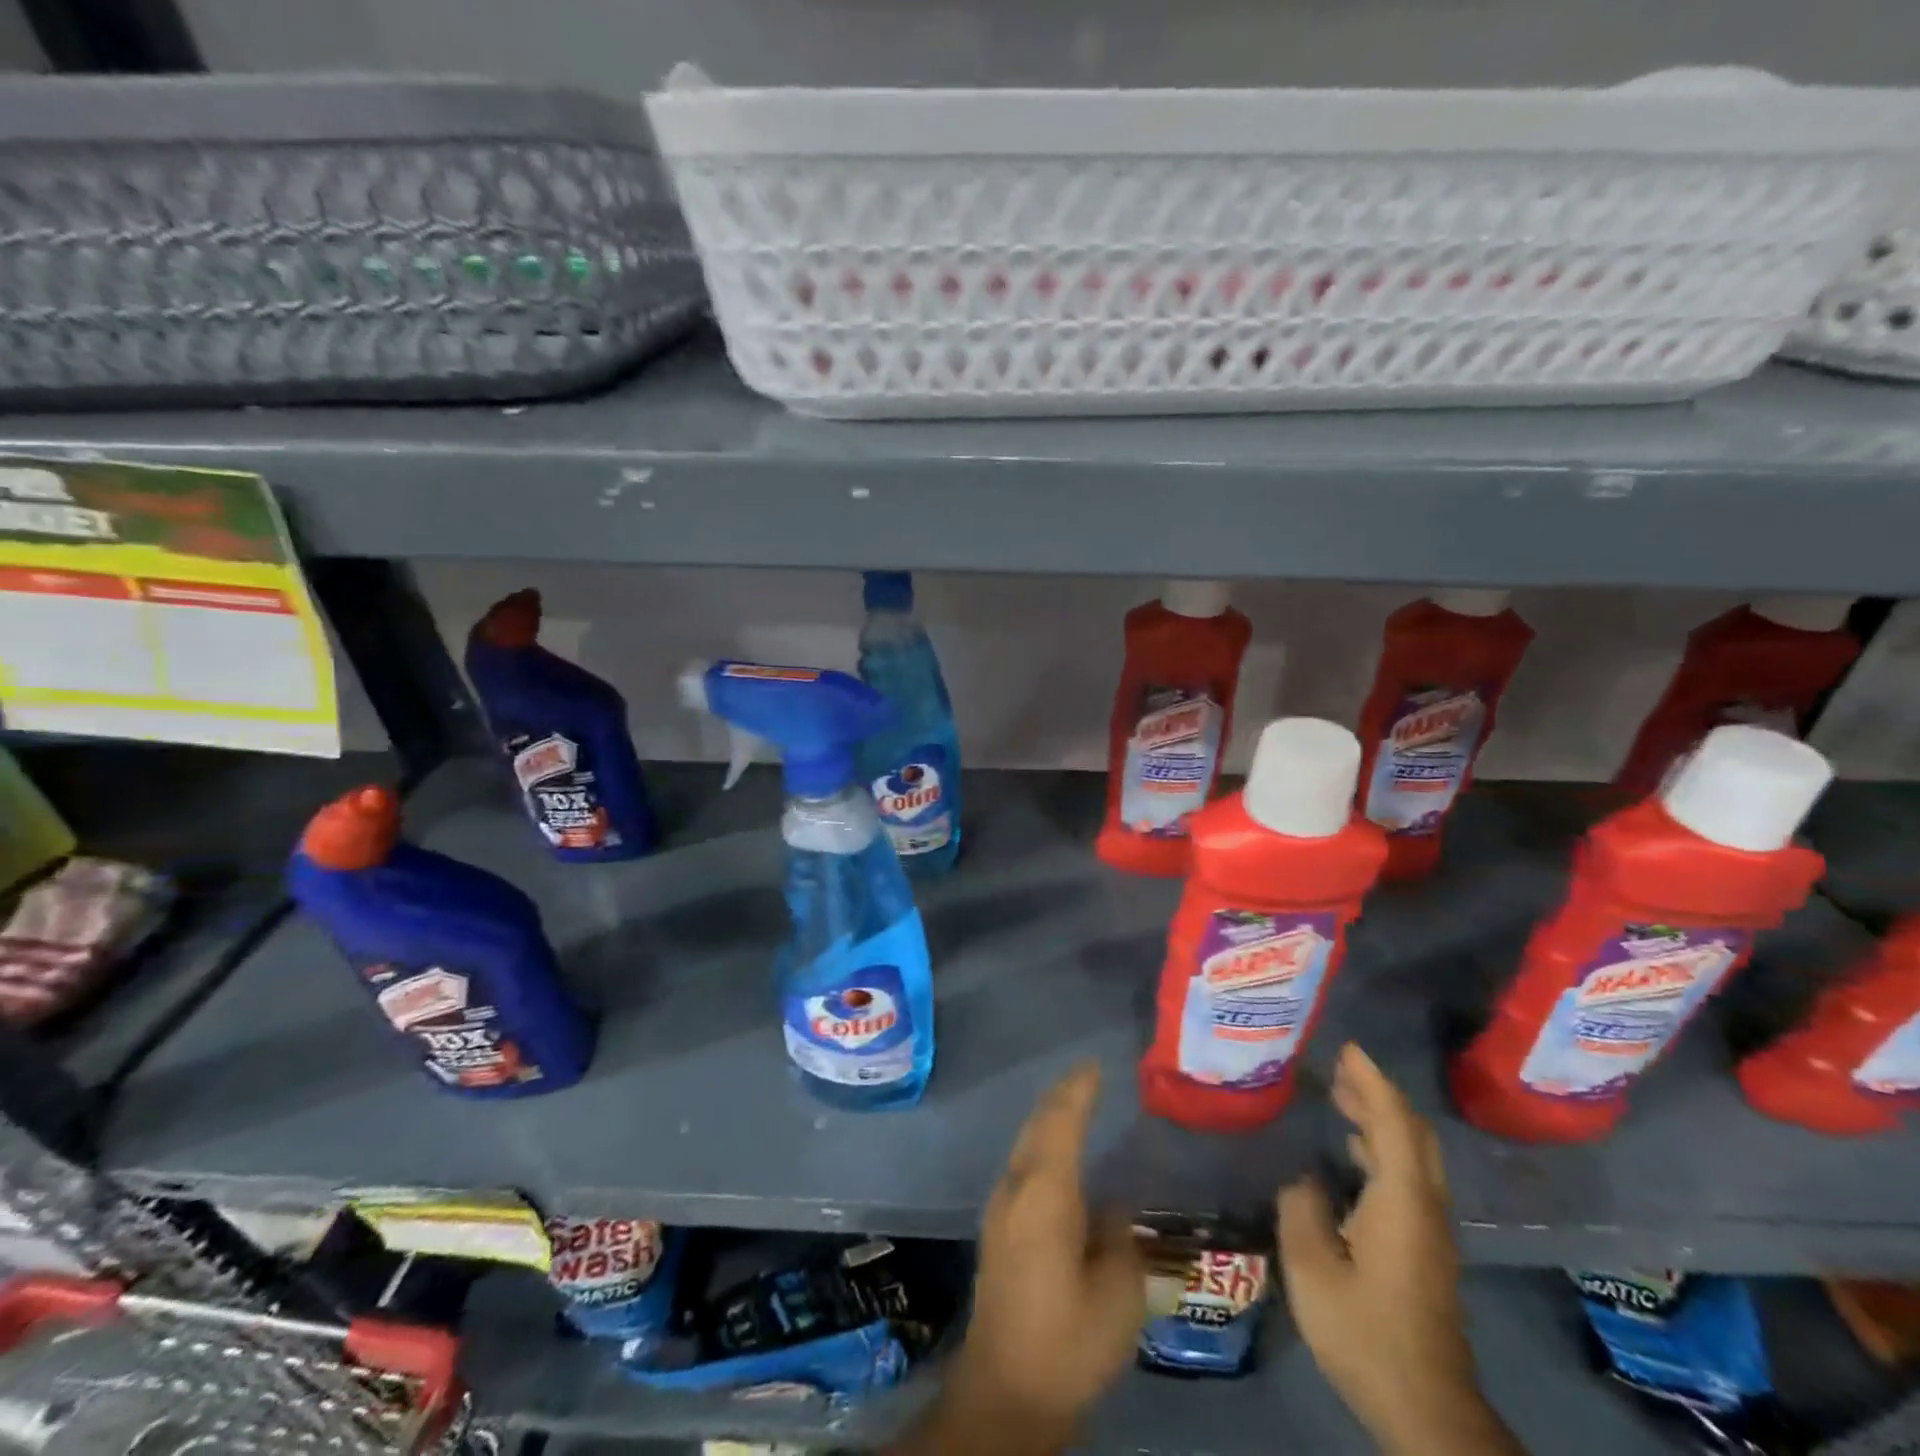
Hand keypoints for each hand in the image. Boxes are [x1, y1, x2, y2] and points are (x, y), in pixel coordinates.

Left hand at [947, 1063, 1145, 1439]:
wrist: (1004, 1392)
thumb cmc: (1067, 1342)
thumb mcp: (1117, 1296)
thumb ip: (1119, 1239)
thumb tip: (1112, 1206)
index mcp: (1045, 1193)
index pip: (1061, 1122)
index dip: (1079, 1090)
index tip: (1096, 1065)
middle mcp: (1015, 1188)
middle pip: (1037, 1125)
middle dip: (1061, 1096)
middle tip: (1088, 1077)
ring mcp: (1000, 1207)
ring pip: (1027, 1143)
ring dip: (1050, 1119)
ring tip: (1078, 1104)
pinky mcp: (997, 1229)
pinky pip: (1024, 1165)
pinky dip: (1044, 1145)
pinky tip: (1059, 1156)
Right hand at [1277, 1044, 1515, 1455]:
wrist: (1426, 1407)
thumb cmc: (1365, 1330)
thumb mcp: (1312, 1267)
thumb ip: (1302, 1209)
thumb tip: (1302, 1176)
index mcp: (1402, 1201)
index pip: (1393, 1123)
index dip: (1372, 1082)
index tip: (1348, 1048)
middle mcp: (1425, 1207)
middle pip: (1413, 1134)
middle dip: (1380, 1094)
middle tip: (1341, 1066)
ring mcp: (1431, 1230)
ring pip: (1414, 1155)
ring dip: (1382, 1119)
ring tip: (1343, 1097)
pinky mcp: (1426, 1249)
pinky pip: (1409, 1176)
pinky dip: (1384, 1147)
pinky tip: (1354, 1152)